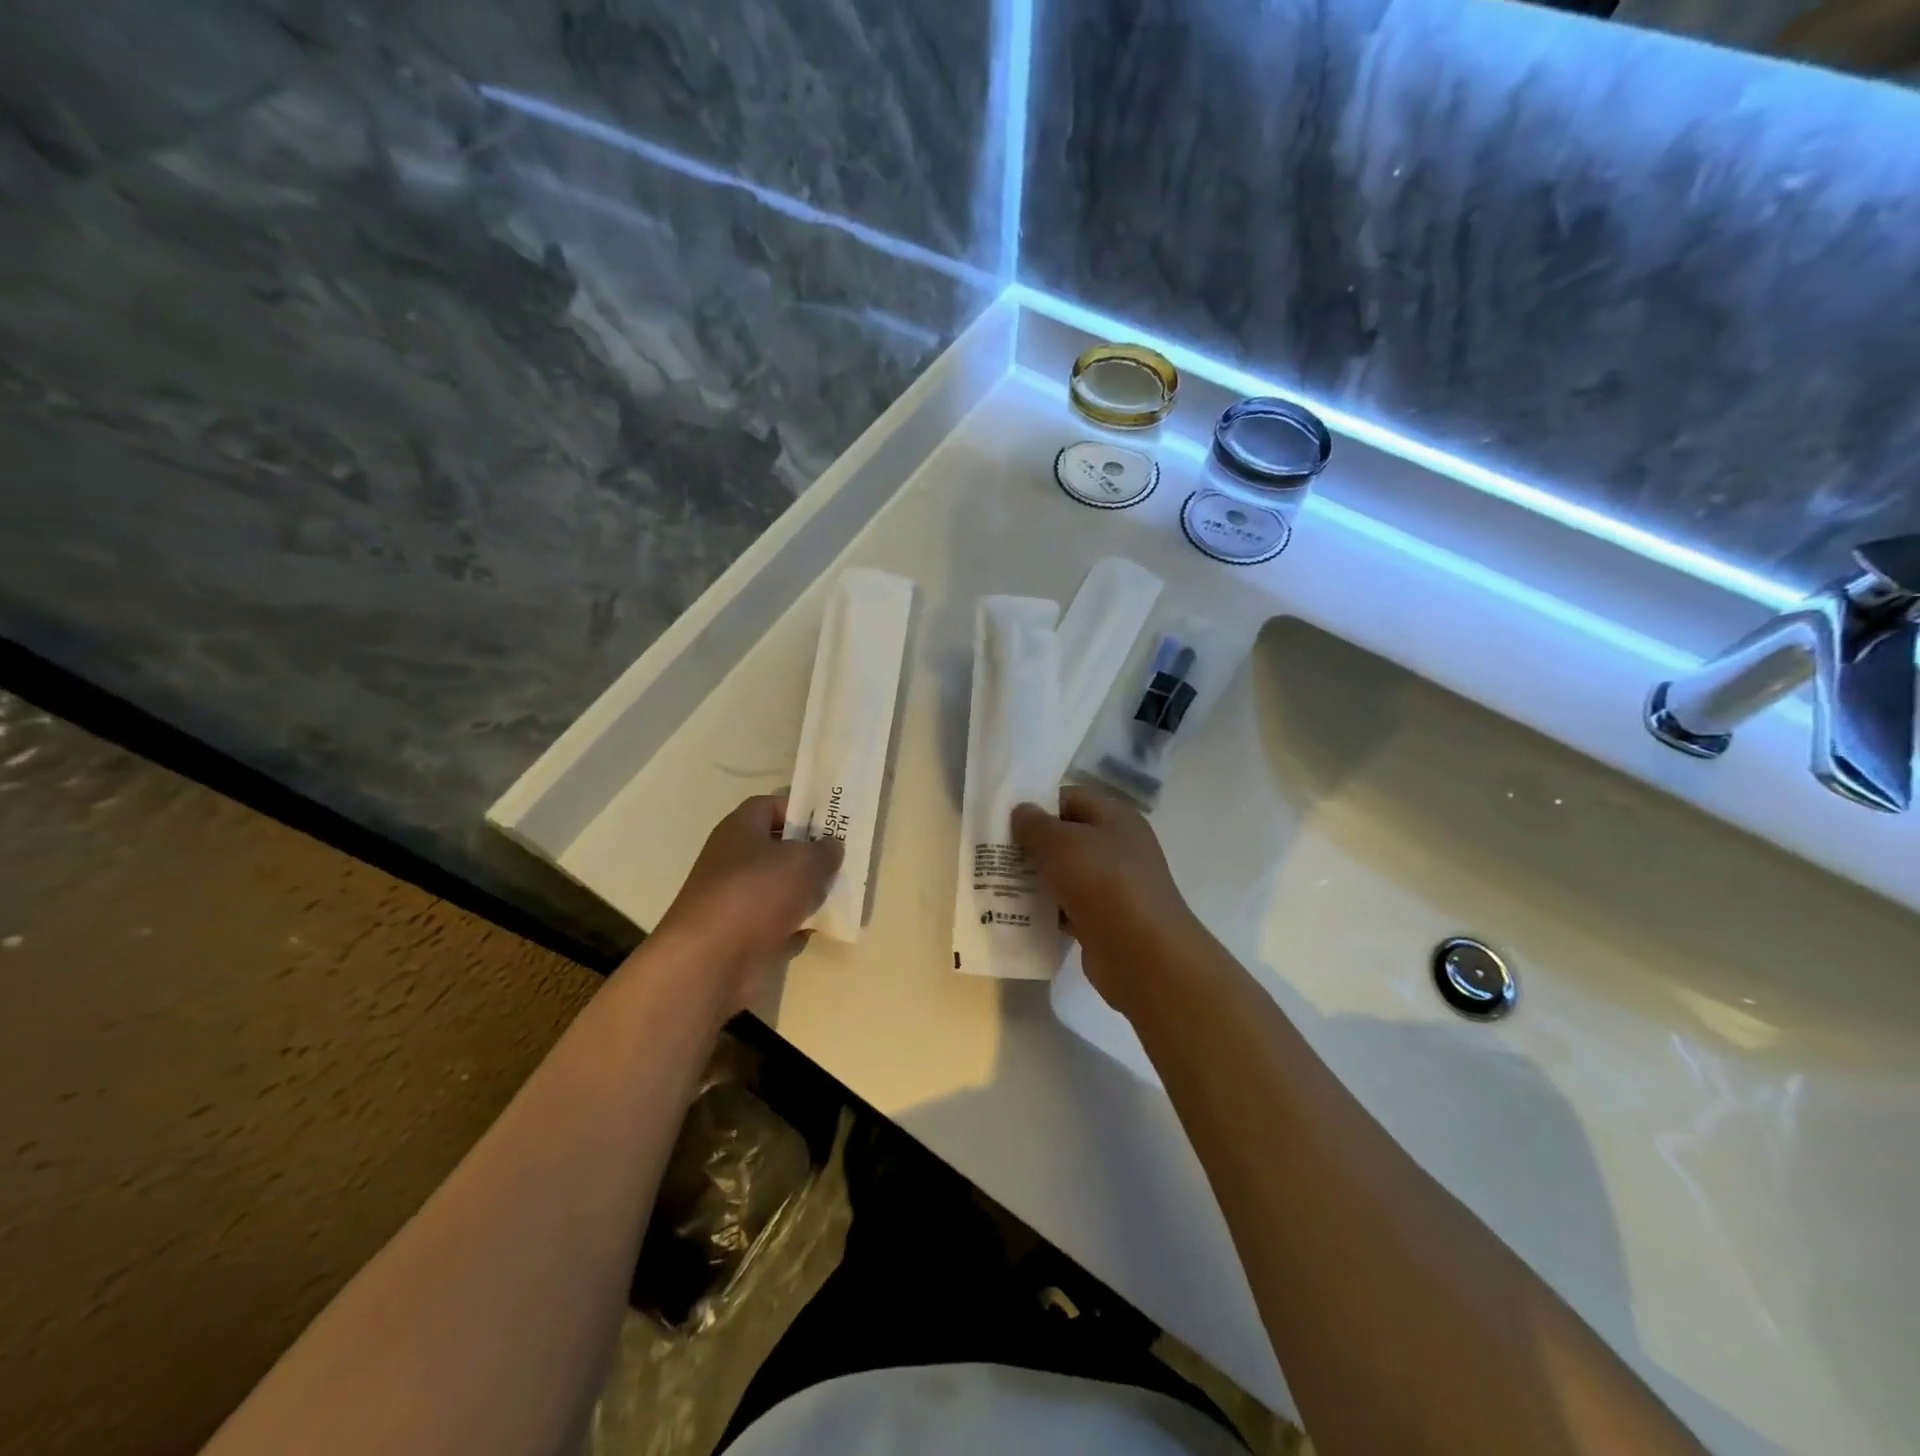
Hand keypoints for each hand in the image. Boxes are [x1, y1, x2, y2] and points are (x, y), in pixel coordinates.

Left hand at [652, 794, 842, 1014]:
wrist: (710, 963)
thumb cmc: (756, 895)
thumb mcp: (803, 861)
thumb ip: (824, 850)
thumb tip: (831, 846)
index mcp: (740, 829)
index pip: (770, 805)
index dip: (801, 809)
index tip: (831, 823)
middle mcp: (733, 861)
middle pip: (777, 849)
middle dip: (810, 855)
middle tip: (842, 861)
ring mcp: (735, 901)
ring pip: (779, 889)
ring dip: (806, 893)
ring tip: (839, 895)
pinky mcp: (740, 936)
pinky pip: (776, 924)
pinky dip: (795, 927)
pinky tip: (817, 930)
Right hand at [1011, 786, 1203, 1017]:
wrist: (1142, 954)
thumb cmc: (1103, 883)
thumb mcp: (1061, 843)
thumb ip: (1035, 824)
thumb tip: (1022, 811)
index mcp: (1115, 818)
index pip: (1070, 798)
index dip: (1038, 805)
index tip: (1004, 820)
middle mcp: (1118, 847)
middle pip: (1066, 837)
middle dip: (1031, 845)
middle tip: (994, 853)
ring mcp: (1113, 886)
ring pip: (1064, 874)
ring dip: (1036, 879)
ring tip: (997, 883)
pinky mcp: (1104, 920)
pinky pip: (1068, 907)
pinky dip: (1047, 910)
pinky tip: (1018, 914)